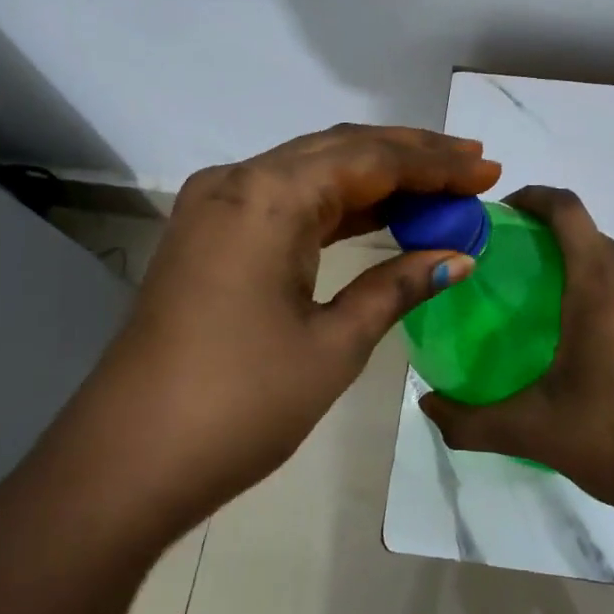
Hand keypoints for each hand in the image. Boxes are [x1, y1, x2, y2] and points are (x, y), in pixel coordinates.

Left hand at [76, 125, 499, 534]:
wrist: (126, 463)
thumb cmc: (239, 405)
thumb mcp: (333, 344)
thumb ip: (397, 287)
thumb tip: (458, 256)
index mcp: (267, 196)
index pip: (369, 159)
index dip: (434, 163)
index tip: (488, 170)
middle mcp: (237, 182)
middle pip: (340, 150)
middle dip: (411, 157)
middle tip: (472, 165)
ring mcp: (216, 206)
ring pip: (312, 170)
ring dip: (376, 177)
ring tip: (441, 184)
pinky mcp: (209, 235)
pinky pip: (286, 200)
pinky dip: (337, 204)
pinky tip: (380, 212)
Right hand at [420, 186, 613, 520]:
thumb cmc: (612, 442)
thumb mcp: (531, 431)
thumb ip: (468, 419)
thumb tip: (425, 406)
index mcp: (602, 286)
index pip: (567, 210)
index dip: (533, 197)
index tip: (503, 214)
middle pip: (588, 234)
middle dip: (550, 240)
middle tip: (514, 274)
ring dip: (583, 265)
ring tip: (552, 304)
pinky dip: (613, 286)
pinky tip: (598, 331)